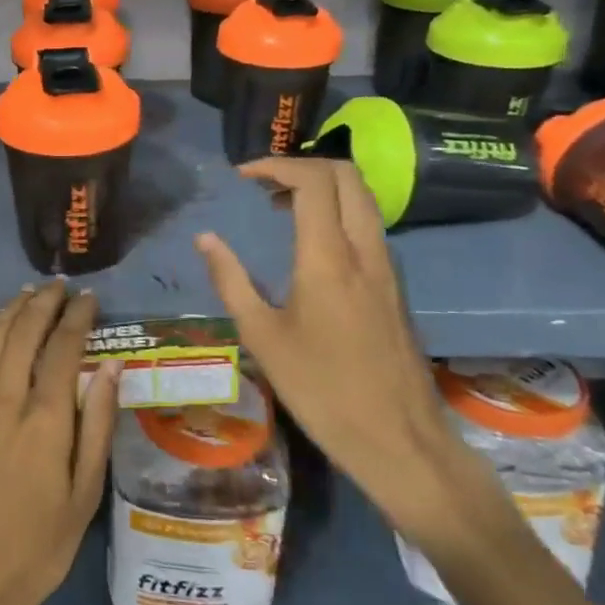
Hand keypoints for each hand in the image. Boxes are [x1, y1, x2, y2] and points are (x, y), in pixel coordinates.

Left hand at [0, 283, 119, 604]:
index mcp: (45, 419)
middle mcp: (4, 399)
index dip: (78, 317)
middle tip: (61, 287)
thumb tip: (110, 367)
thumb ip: (96, 426)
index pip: (64, 347)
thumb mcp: (83, 495)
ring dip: (11, 309)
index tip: (90, 298)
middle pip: (24, 332)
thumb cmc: (36, 547)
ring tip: (29, 292)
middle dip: (45, 302)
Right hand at [195, 157, 494, 547]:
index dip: (275, 165)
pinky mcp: (395, 285)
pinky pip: (369, 225)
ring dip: (324, 187)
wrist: (399, 439)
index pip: (312, 180)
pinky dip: (339, 211)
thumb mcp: (262, 337)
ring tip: (280, 208)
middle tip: (263, 184)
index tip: (243, 176)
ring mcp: (386, 266)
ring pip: (363, 198)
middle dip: (303, 165)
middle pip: (347, 174)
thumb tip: (205, 239)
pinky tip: (311, 243)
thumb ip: (231, 280)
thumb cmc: (321, 390)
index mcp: (328, 258)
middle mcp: (364, 250)